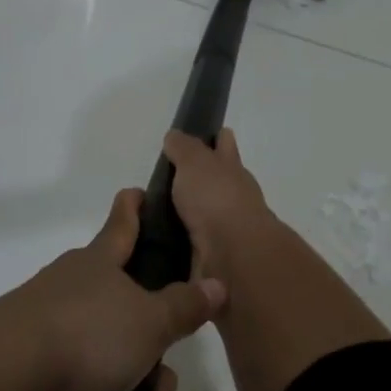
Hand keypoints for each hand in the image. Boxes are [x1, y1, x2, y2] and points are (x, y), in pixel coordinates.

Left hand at [0, 189, 225, 390]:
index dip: (133, 207)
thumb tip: (217, 283)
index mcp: (99, 262)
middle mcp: (73, 285)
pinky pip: (83, 379)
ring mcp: (48, 323)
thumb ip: (184, 305)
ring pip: (108, 348)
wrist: (2, 382)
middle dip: (151, 340)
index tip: (136, 191)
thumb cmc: (86, 334)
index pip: (122, 224)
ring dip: (134, 385)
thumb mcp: (149, 321)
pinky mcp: (32, 364)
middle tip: (165, 377)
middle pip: (124, 303)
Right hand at [162, 129, 274, 279]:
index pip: (225, 147)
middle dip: (203, 180)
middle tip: (170, 181)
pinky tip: (162, 243)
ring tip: (157, 215)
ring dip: (190, 214)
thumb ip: (184, 148)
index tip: (214, 134)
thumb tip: (175, 135)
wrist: (234, 254)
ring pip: (206, 215)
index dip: (220, 139)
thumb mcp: (195, 162)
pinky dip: (183, 241)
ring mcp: (227, 228)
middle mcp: (233, 197)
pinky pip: (195, 243)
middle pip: (218, 183)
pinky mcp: (215, 256)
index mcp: (231, 169)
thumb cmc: (216, 199)